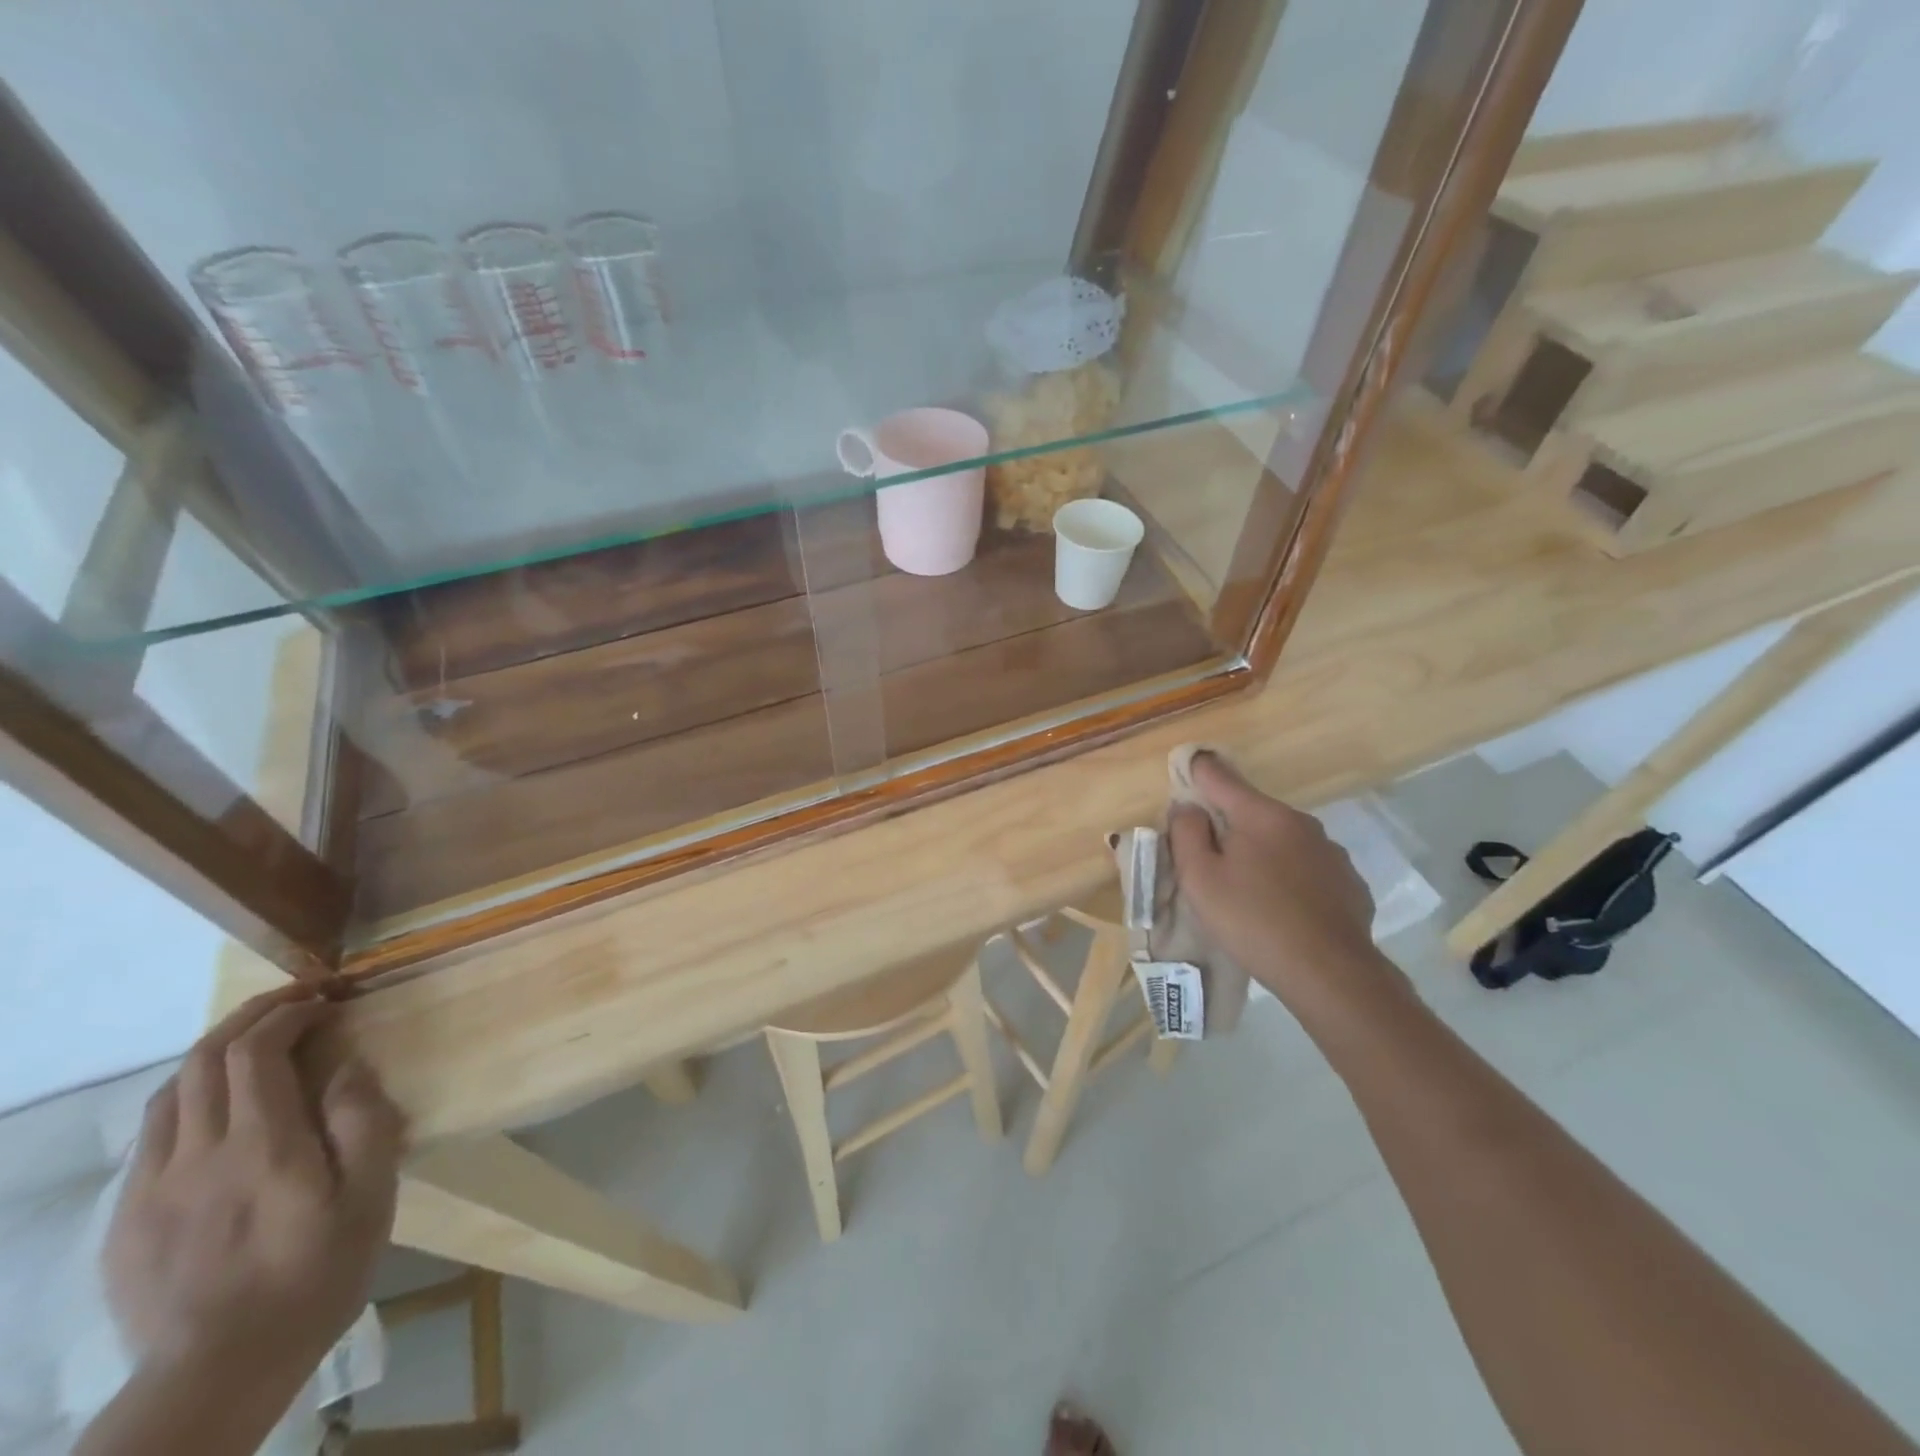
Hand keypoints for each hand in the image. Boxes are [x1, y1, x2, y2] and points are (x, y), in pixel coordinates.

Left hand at [103, 986, 404, 1385]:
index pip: (256, 1052)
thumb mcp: (369, 1195)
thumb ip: (362, 1122)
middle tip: (293, 1004)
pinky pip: (152, 1139)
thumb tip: (348, 1064)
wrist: (219, 1371)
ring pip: (169, 1094)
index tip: (325, 1001)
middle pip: (204, 1061)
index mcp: (261, 1146)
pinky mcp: (128, 1221)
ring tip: (255, 1045)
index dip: (287, 1013)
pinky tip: (217, 1112)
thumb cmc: (316, 1273)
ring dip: (213, 1054)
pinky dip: (188, 1100)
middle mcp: (197, 1156)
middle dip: (249, 1018)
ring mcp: (152, 1189)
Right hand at [1169, 754, 1405, 1017]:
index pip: (1220, 776)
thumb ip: (1186, 834)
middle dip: (1229, 824)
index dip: (1198, 769)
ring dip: (1262, 852)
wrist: (1330, 974)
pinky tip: (1284, 908)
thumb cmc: (1253, 921)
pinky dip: (1290, 877)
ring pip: (1283, 840)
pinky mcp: (1349, 883)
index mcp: (1261, 815)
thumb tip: (1187, 807)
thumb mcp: (1200, 879)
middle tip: (1210, 856)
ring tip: (1249, 889)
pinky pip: (1308, 868)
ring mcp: (1330, 852)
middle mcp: (1300, 823)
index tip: (1187, 765)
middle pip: (1252, 811)